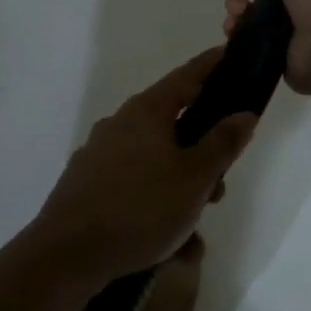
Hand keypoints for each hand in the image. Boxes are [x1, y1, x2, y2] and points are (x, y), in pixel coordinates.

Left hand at [32, 48, 256, 283]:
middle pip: (172, 123)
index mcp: (146, 111)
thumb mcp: (195, 178)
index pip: (187, 76)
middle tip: (220, 183)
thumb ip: (223, 143)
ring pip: (154, 159)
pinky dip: (154, 203)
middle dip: (202, 150)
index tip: (231, 55)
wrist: (67, 256)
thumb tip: (244, 113)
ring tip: (194, 228)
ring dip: (180, 184)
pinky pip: (133, 184)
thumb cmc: (141, 208)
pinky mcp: (86, 184)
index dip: (212, 65)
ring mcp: (99, 153)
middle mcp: (120, 123)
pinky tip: (166, 243)